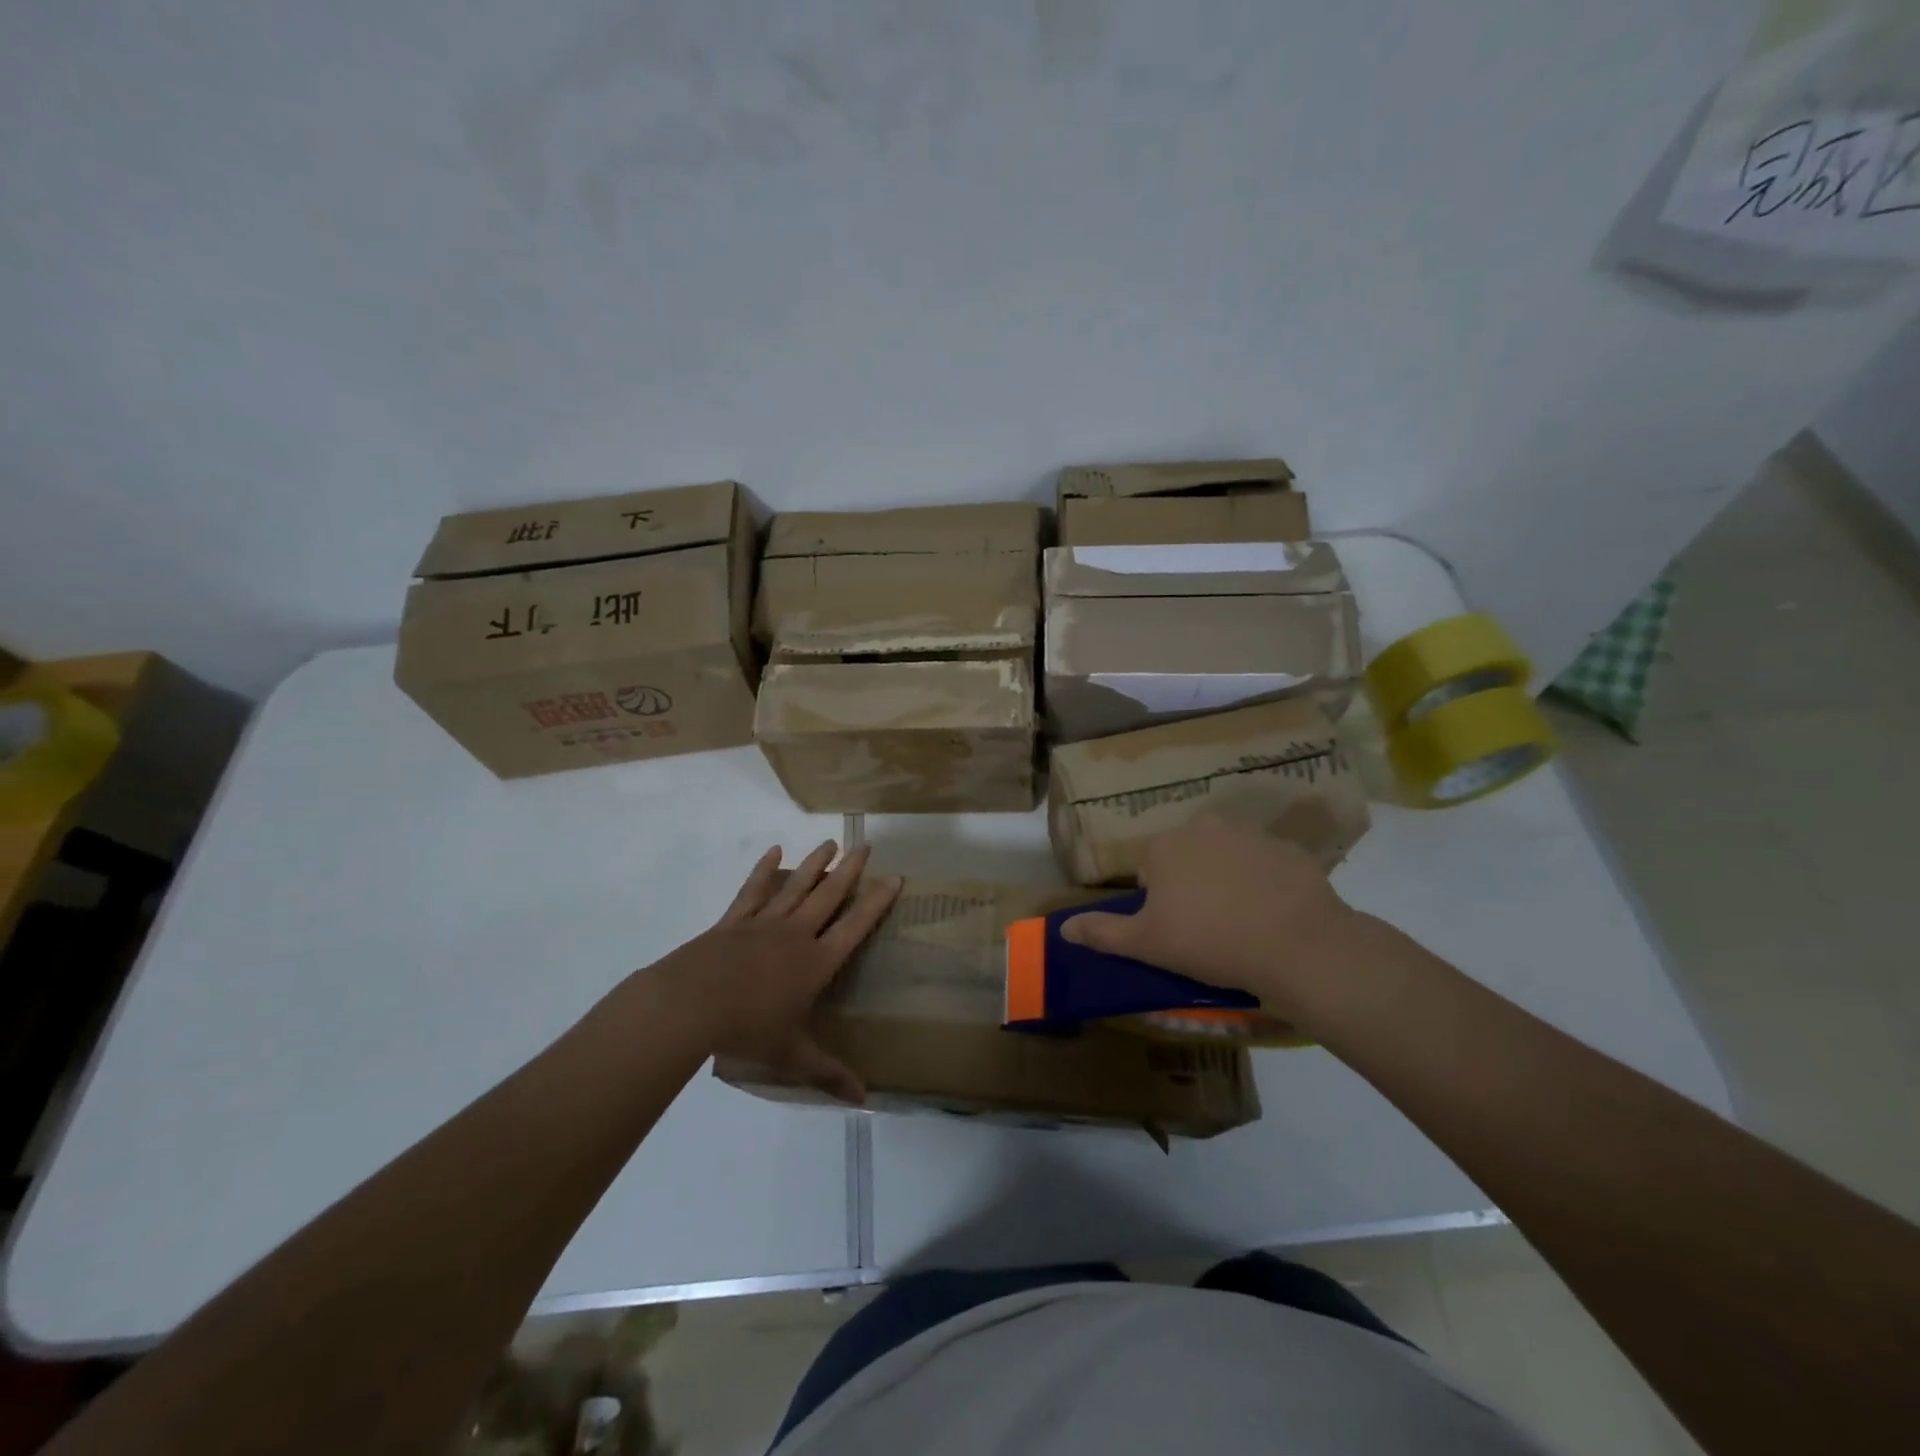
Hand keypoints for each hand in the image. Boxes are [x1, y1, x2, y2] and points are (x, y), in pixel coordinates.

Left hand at [652, 840, 899, 1103]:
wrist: (690, 1005)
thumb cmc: (747, 1029)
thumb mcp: (791, 1055)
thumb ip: (828, 1073)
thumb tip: (865, 1101)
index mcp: (815, 963)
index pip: (855, 927)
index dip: (876, 902)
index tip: (894, 877)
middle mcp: (795, 935)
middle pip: (828, 895)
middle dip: (849, 870)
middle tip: (865, 845)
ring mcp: (763, 923)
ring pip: (795, 886)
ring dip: (814, 863)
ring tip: (830, 842)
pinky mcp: (734, 921)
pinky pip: (753, 890)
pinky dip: (764, 870)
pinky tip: (773, 851)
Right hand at [1060, 817, 1361, 1015]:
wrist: (1297, 946)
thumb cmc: (1208, 941)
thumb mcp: (1146, 944)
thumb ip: (1102, 932)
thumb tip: (1062, 928)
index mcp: (1165, 846)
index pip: (1150, 871)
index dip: (1159, 904)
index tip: (1176, 932)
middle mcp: (1205, 827)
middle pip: (1187, 858)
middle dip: (1192, 887)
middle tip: (1206, 930)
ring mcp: (1252, 835)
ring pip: (1226, 859)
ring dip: (1227, 882)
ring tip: (1242, 925)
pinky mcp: (1290, 850)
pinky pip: (1266, 866)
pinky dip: (1265, 885)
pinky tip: (1273, 917)